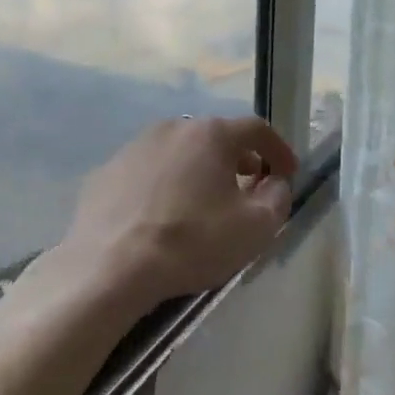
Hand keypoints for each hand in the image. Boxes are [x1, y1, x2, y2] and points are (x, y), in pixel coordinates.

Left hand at [61, 116, 298, 310]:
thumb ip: (277, 198)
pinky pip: (148, 172)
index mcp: (210, 134)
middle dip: (238, 159)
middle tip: (249, 185)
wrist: (110, 266)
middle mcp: (172, 128)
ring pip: (179, 152)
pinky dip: (164, 184)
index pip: (256, 129)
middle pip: (215, 137)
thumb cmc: (191, 242)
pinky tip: (162, 214)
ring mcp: (134, 147)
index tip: (288, 172)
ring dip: (198, 170)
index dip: (278, 149)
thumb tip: (275, 182)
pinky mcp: (107, 171)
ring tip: (204, 201)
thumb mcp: (254, 227)